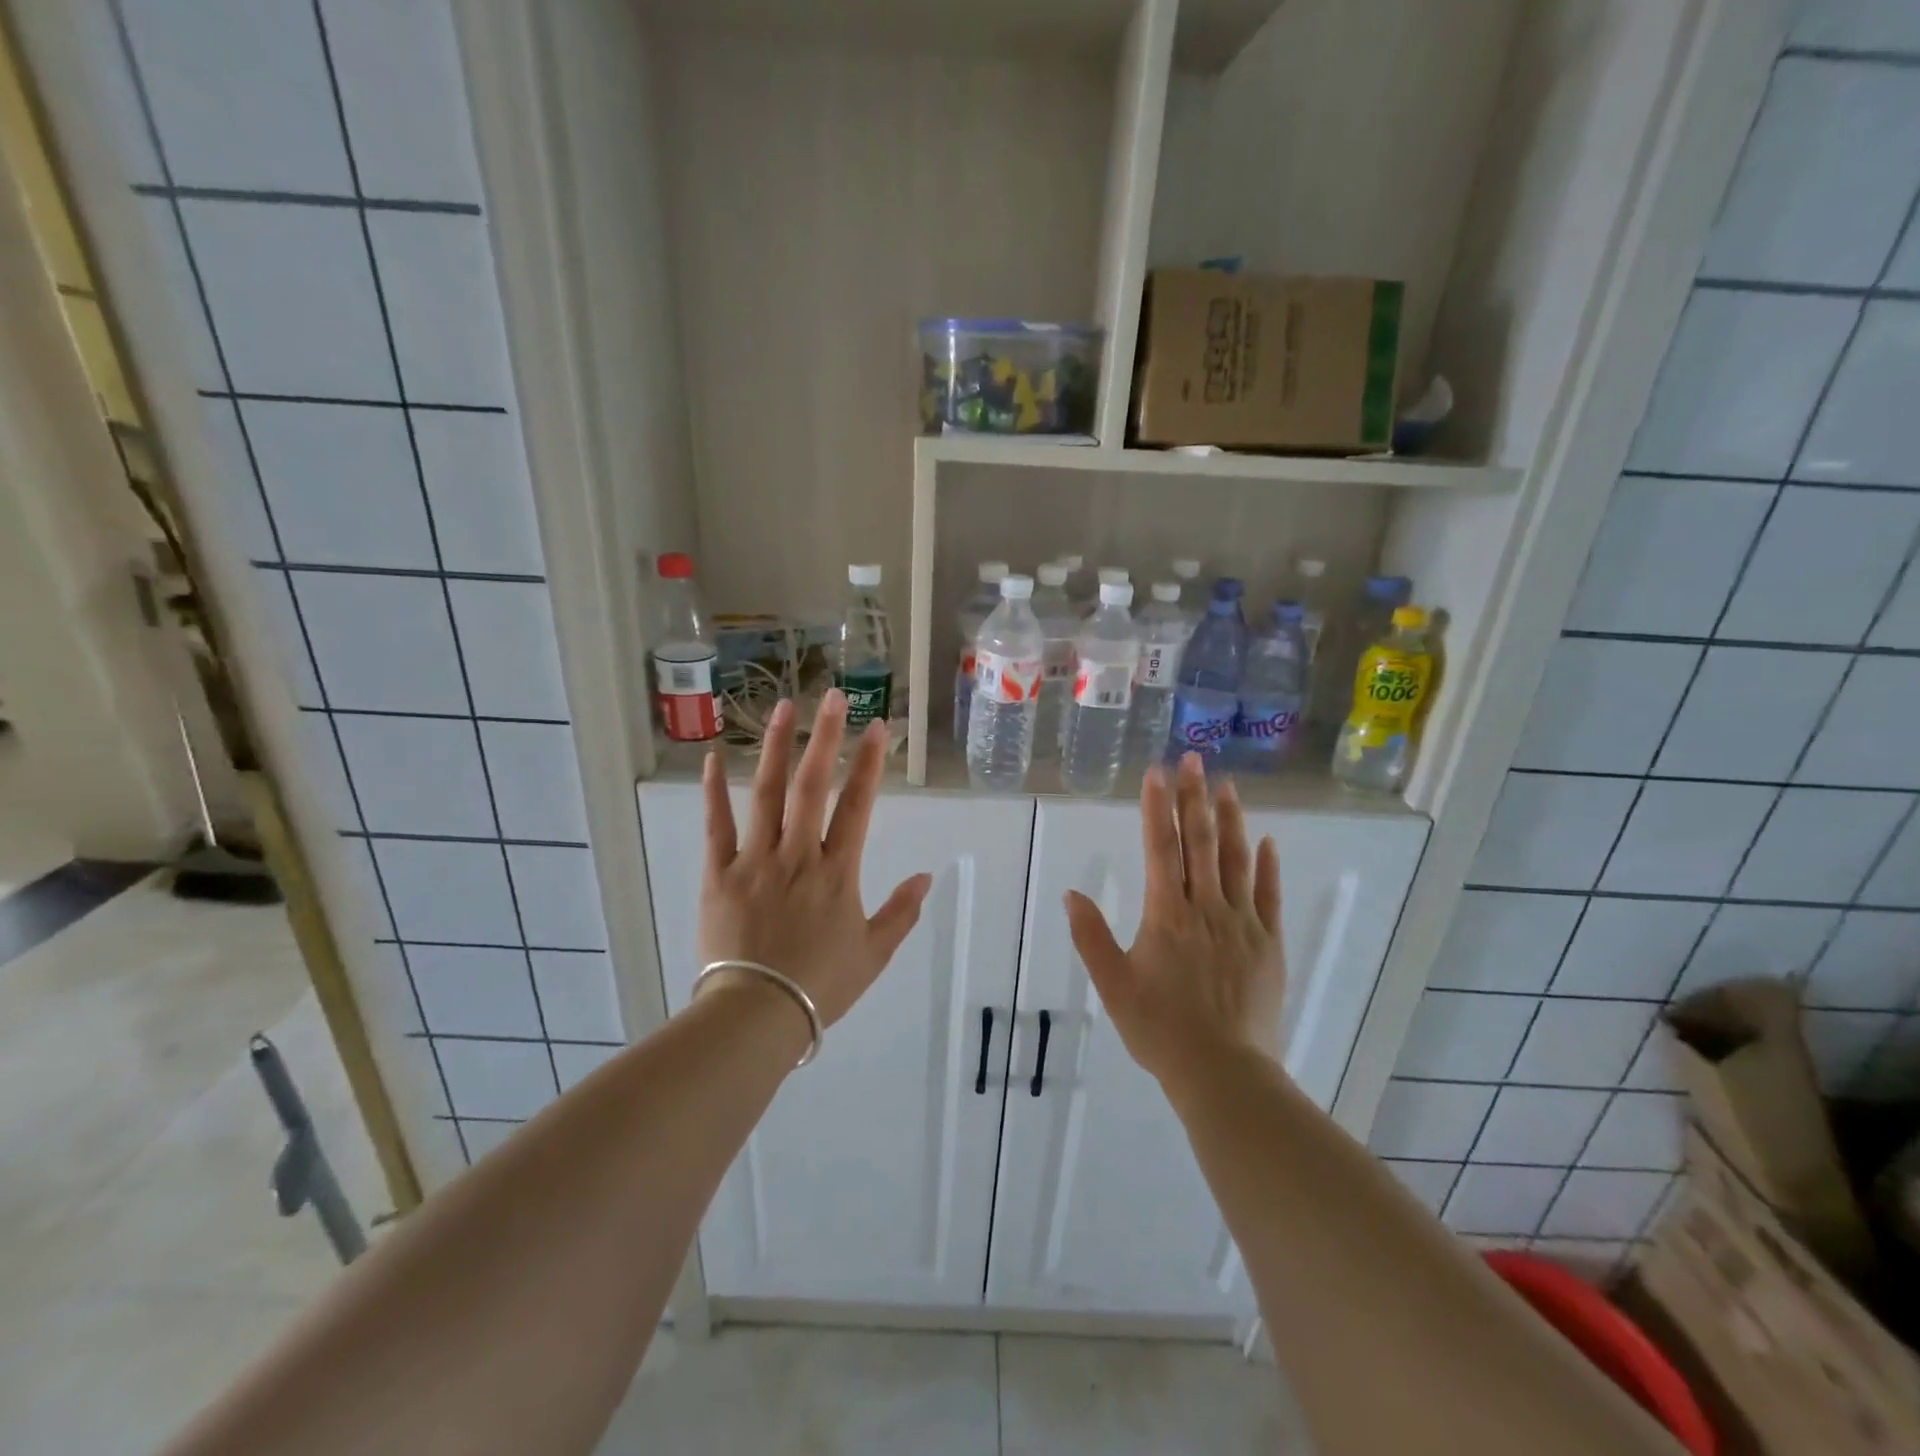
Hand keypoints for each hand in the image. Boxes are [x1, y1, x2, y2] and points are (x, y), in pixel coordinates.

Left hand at [698, 690, 932, 1028]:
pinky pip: (717, 825)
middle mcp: (798, 854)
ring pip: (766, 794)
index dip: (869, 763)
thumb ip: (901, 913)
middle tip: (833, 696)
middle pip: (812, 786)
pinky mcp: (719, 873)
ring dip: (777, 748)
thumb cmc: (819, 986)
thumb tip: (927, 877)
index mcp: (837, 872)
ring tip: (783, 708)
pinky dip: (714, 791)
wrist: (756, 1015)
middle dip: (826, 737)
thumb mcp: (873, 955)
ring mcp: (755, 860)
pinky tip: (715, 757)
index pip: (857, 805)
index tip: (876, 726)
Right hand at [1065, 753, 1285, 1092]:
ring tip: (1228, 785)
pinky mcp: (1268, 943)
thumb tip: (1071, 893)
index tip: (1157, 772)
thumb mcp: (1113, 985)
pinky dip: (1268, 866)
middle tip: (1195, 759)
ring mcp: (1242, 923)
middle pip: (1200, 842)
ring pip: (1237, 860)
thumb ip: (1091, 937)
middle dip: (1195, 797)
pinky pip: (1269, 896)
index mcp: (1166, 914)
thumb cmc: (1160, 1029)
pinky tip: (1267, 841)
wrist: (1223, 1072)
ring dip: (1231, 820)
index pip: (1160, 847)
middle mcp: (1206, 907)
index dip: (1158, 807)